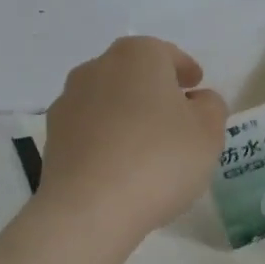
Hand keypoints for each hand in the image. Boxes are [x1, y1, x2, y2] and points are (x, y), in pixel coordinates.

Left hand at [40, 37, 228, 240]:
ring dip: (127, 115)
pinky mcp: (53, 137)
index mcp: (138, 55)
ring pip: (109, 101)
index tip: (196, 87)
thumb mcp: (208, 134)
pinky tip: (121, 166)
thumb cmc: (159, 160)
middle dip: (154, 91)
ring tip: (147, 146)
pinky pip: (91, 130)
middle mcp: (97, 68)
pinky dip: (107, 139)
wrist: (89, 209)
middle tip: (176, 118)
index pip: (168, 54)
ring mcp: (69, 101)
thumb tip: (197, 100)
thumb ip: (211, 107)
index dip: (186, 70)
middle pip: (134, 74)